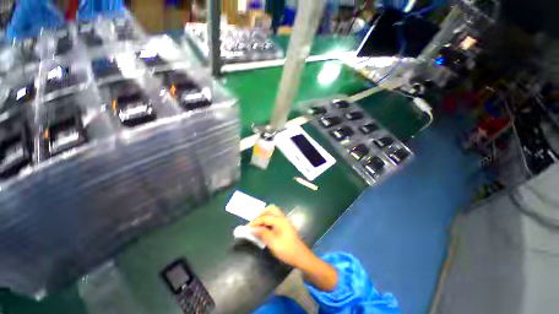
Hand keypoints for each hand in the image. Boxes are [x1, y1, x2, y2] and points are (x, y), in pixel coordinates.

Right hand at [248, 205, 312, 267]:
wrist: (300, 256)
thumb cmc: (287, 250)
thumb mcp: (273, 243)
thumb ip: (262, 233)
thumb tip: (252, 228)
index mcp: (280, 220)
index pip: (265, 217)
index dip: (255, 221)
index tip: (247, 228)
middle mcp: (282, 217)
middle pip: (270, 209)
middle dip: (261, 214)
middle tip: (254, 223)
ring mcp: (284, 220)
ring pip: (273, 212)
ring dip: (265, 216)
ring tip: (258, 225)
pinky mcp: (285, 224)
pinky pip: (275, 217)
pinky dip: (268, 219)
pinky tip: (265, 227)